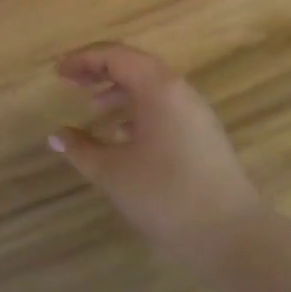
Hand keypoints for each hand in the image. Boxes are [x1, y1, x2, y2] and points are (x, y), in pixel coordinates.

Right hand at [51, 43, 266, 267]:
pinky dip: (138, 112)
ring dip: (119, 92)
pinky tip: (122, 137)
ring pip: (151, 88)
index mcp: (158, 87)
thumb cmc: (166, 195)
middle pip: (134, 66)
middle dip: (100, 72)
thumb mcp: (114, 173)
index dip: (83, 60)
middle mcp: (179, 90)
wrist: (233, 236)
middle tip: (71, 83)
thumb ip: (81, 149)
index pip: (115, 55)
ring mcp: (196, 112)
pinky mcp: (203, 135)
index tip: (58, 73)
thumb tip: (57, 135)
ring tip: (93, 110)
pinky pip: (164, 108)